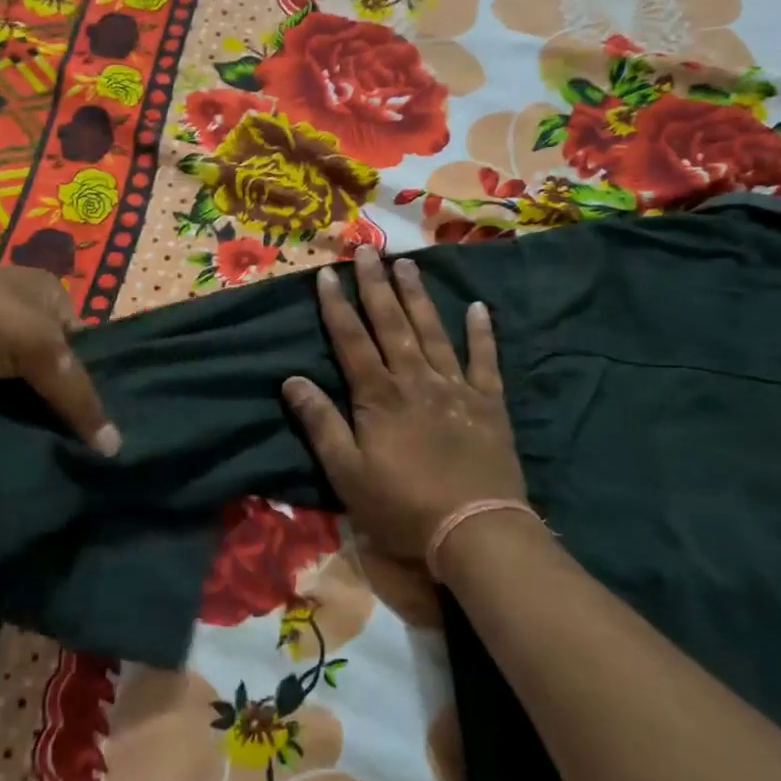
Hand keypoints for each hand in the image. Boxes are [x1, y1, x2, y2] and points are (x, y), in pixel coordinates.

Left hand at [0, 248, 118, 453]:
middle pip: (45, 369)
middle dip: (52, 407)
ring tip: (36, 457)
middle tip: (70, 450)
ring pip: (7, 388)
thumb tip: (115, 448)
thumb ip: (77, 397)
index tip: (98, 427)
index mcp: (46, 294)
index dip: (91, 383)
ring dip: (14, 417)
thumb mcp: (41, 349)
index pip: (82, 344)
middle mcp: (14, 311)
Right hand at [282, 245, 525, 562]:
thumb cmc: (402, 506)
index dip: (336, 306)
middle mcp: (416, 380)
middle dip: (376, 286)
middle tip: (368, 250)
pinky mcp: (489, 404)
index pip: (351, 340)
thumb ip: (320, 423)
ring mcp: (456, 388)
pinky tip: (478, 307)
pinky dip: (482, 333)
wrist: (474, 529)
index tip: (326, 273)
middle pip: (392, 324)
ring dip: (419, 297)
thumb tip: (291, 380)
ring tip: (408, 264)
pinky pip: (486, 360)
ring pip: (434, 332)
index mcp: (379, 396)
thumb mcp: (346, 473)